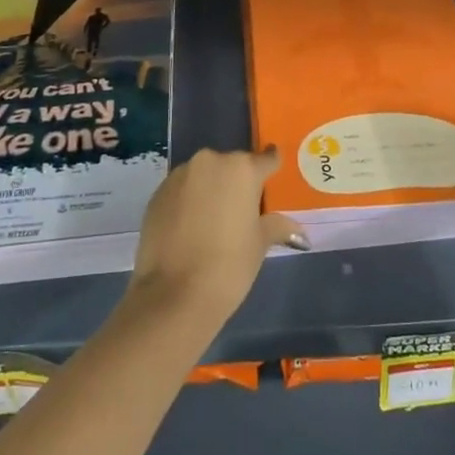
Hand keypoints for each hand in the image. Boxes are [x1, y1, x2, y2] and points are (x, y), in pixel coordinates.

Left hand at [129, 149, 304, 327]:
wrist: (173, 295)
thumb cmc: (228, 266)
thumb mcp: (259, 245)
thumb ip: (277, 226)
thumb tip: (297, 229)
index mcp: (242, 168)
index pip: (266, 159)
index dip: (271, 167)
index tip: (273, 176)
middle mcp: (210, 161)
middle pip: (232, 166)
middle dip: (238, 183)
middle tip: (242, 211)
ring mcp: (180, 175)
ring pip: (204, 176)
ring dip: (210, 190)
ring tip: (213, 222)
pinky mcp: (157, 193)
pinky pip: (181, 190)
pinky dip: (188, 201)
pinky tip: (190, 229)